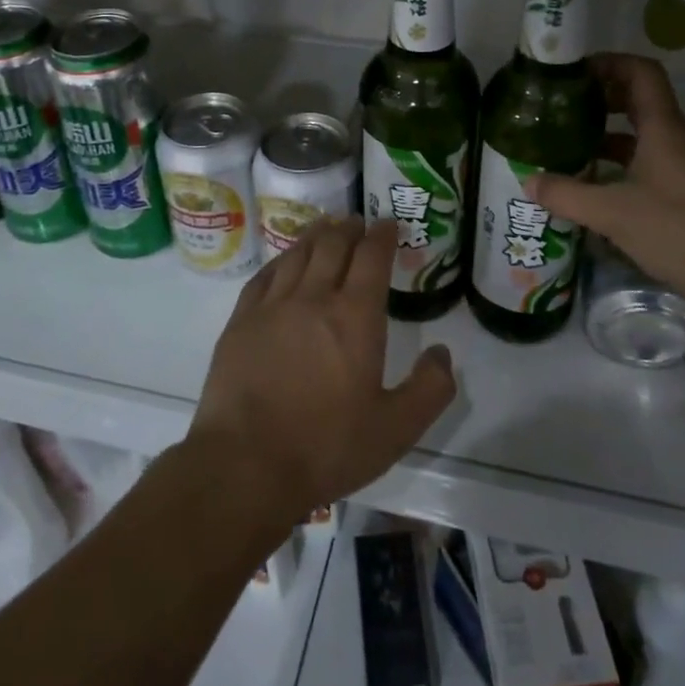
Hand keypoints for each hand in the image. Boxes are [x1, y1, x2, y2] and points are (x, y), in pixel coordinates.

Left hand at [188, 218, 456, 527]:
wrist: (245, 464)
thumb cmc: (326, 446)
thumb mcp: (395, 430)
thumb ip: (429, 389)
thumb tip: (443, 352)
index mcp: (354, 316)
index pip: (372, 257)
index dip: (382, 235)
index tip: (388, 223)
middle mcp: (314, 297)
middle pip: (333, 244)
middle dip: (349, 227)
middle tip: (357, 222)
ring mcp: (272, 305)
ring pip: (298, 254)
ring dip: (316, 236)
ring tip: (325, 228)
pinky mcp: (241, 320)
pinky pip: (264, 275)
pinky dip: (281, 260)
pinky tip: (284, 262)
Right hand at [526, 53, 684, 334]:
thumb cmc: (678, 229)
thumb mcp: (612, 211)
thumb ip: (567, 194)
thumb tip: (528, 181)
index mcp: (661, 129)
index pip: (641, 73)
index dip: (609, 63)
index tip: (573, 73)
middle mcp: (670, 142)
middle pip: (635, 101)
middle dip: (597, 99)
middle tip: (558, 109)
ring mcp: (675, 171)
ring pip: (635, 138)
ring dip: (600, 137)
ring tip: (561, 146)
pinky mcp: (676, 200)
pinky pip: (637, 170)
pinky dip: (610, 171)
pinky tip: (583, 188)